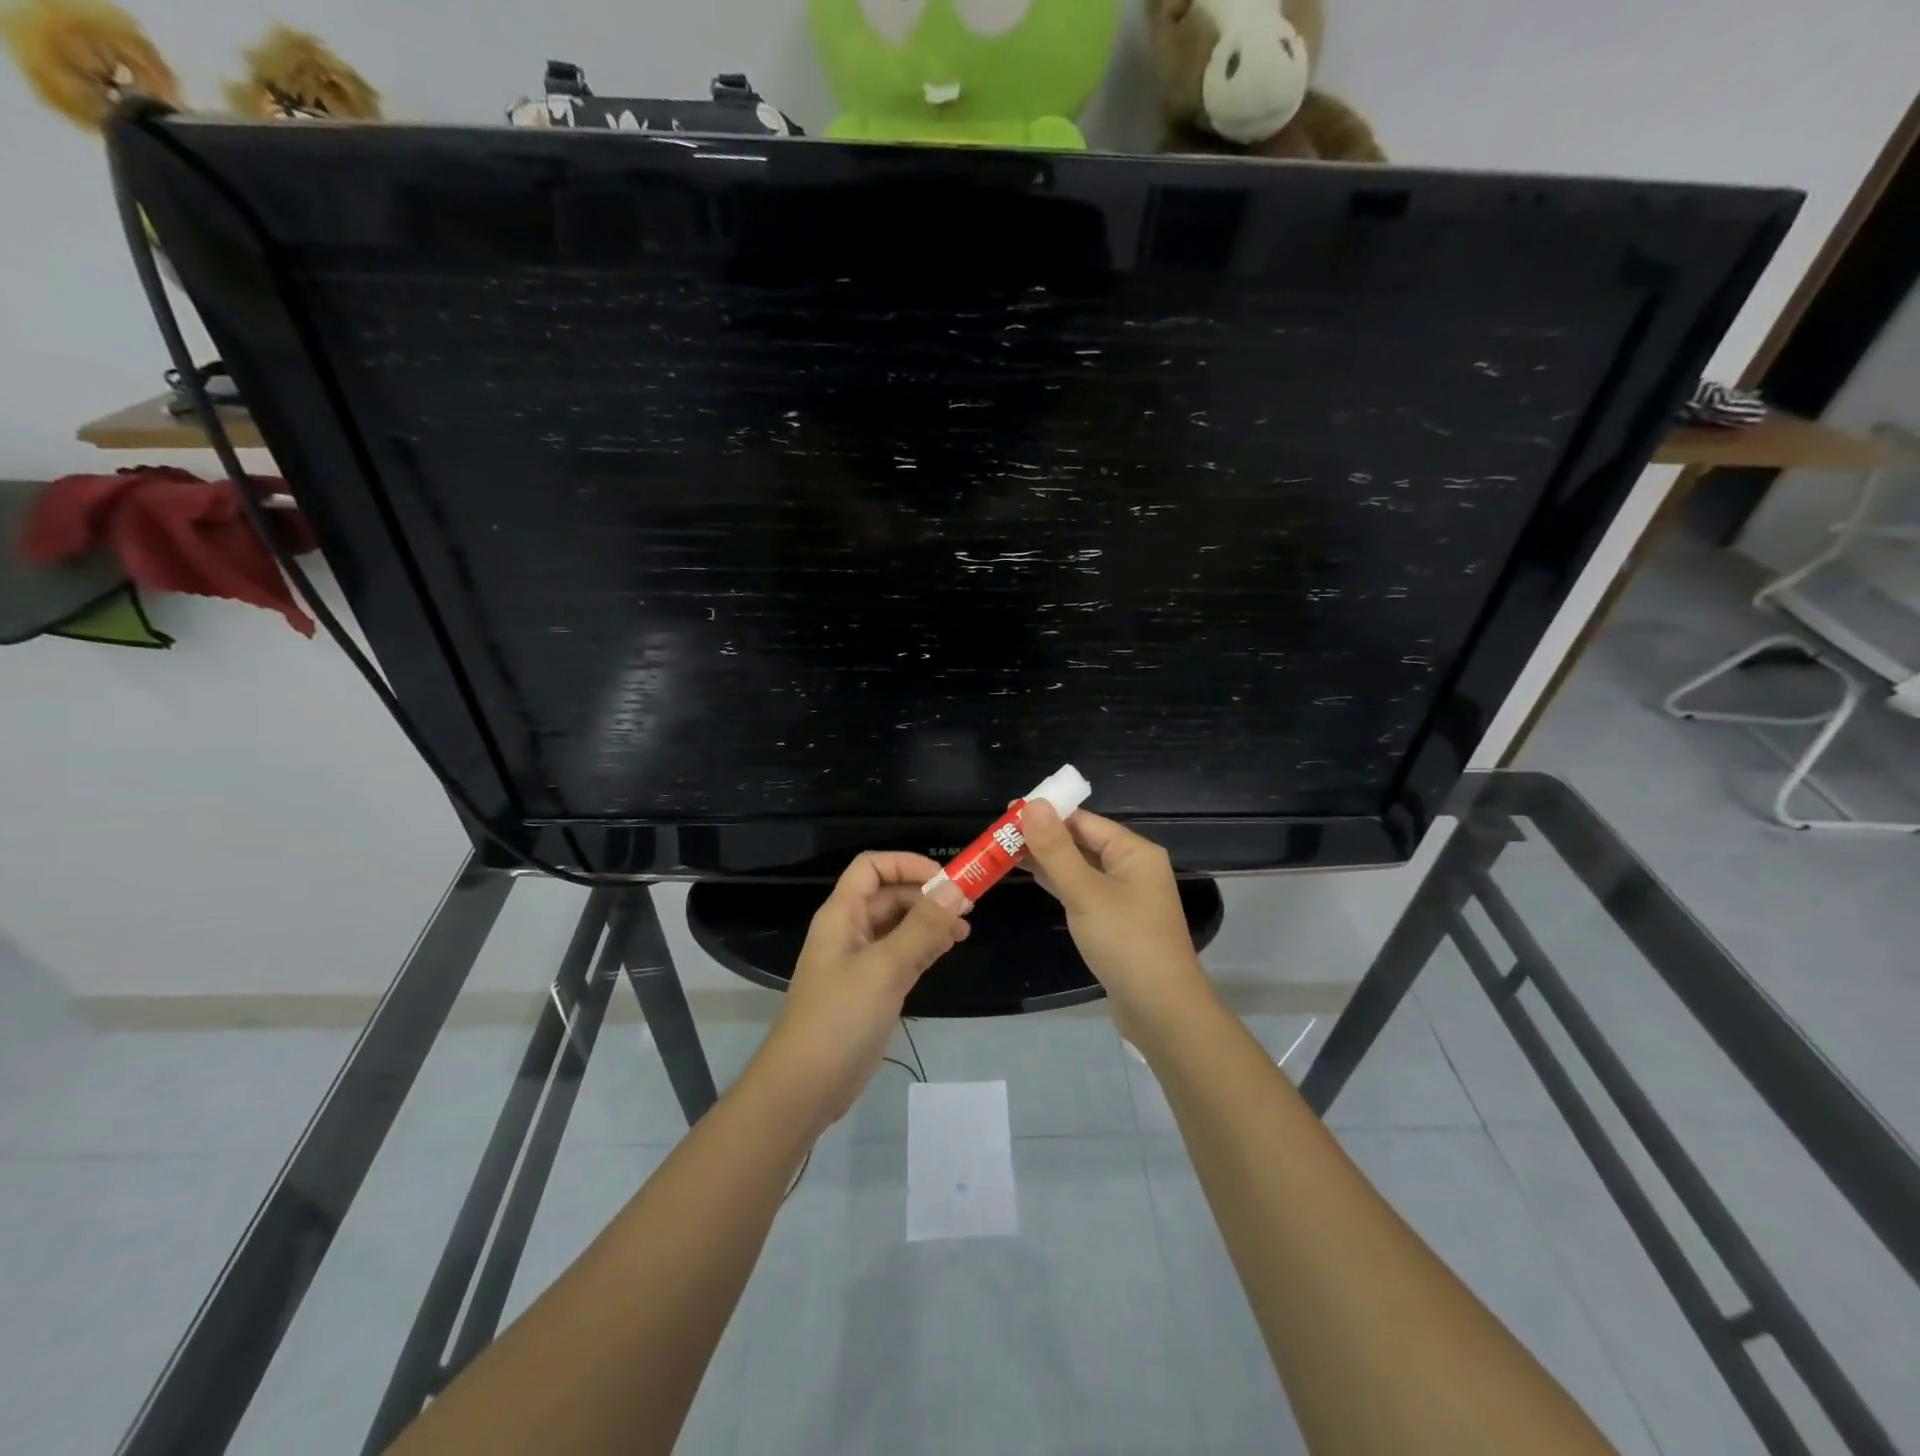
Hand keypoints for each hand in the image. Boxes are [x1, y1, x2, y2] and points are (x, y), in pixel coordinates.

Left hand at [752, 852, 969, 1128]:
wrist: (807, 1086)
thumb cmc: (840, 1018)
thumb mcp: (885, 968)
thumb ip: (922, 927)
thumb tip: (956, 888)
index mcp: (842, 914)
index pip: (872, 867)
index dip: (907, 864)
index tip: (945, 880)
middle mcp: (850, 930)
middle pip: (889, 895)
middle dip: (927, 895)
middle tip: (967, 907)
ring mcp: (861, 960)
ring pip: (899, 925)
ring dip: (930, 921)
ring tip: (965, 930)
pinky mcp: (873, 988)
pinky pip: (903, 953)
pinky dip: (926, 946)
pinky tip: (949, 948)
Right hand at [1019, 801, 1214, 1037]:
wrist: (1161, 1010)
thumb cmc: (1126, 942)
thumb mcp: (1085, 892)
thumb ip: (1056, 849)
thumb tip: (1033, 804)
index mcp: (1134, 852)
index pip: (1084, 820)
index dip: (1047, 813)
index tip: (1008, 812)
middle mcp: (1132, 867)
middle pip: (1082, 841)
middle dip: (1043, 836)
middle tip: (999, 834)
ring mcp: (1124, 896)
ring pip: (1080, 867)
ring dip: (1047, 859)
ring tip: (1005, 851)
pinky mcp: (1115, 921)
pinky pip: (1082, 890)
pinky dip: (1058, 882)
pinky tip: (1032, 877)